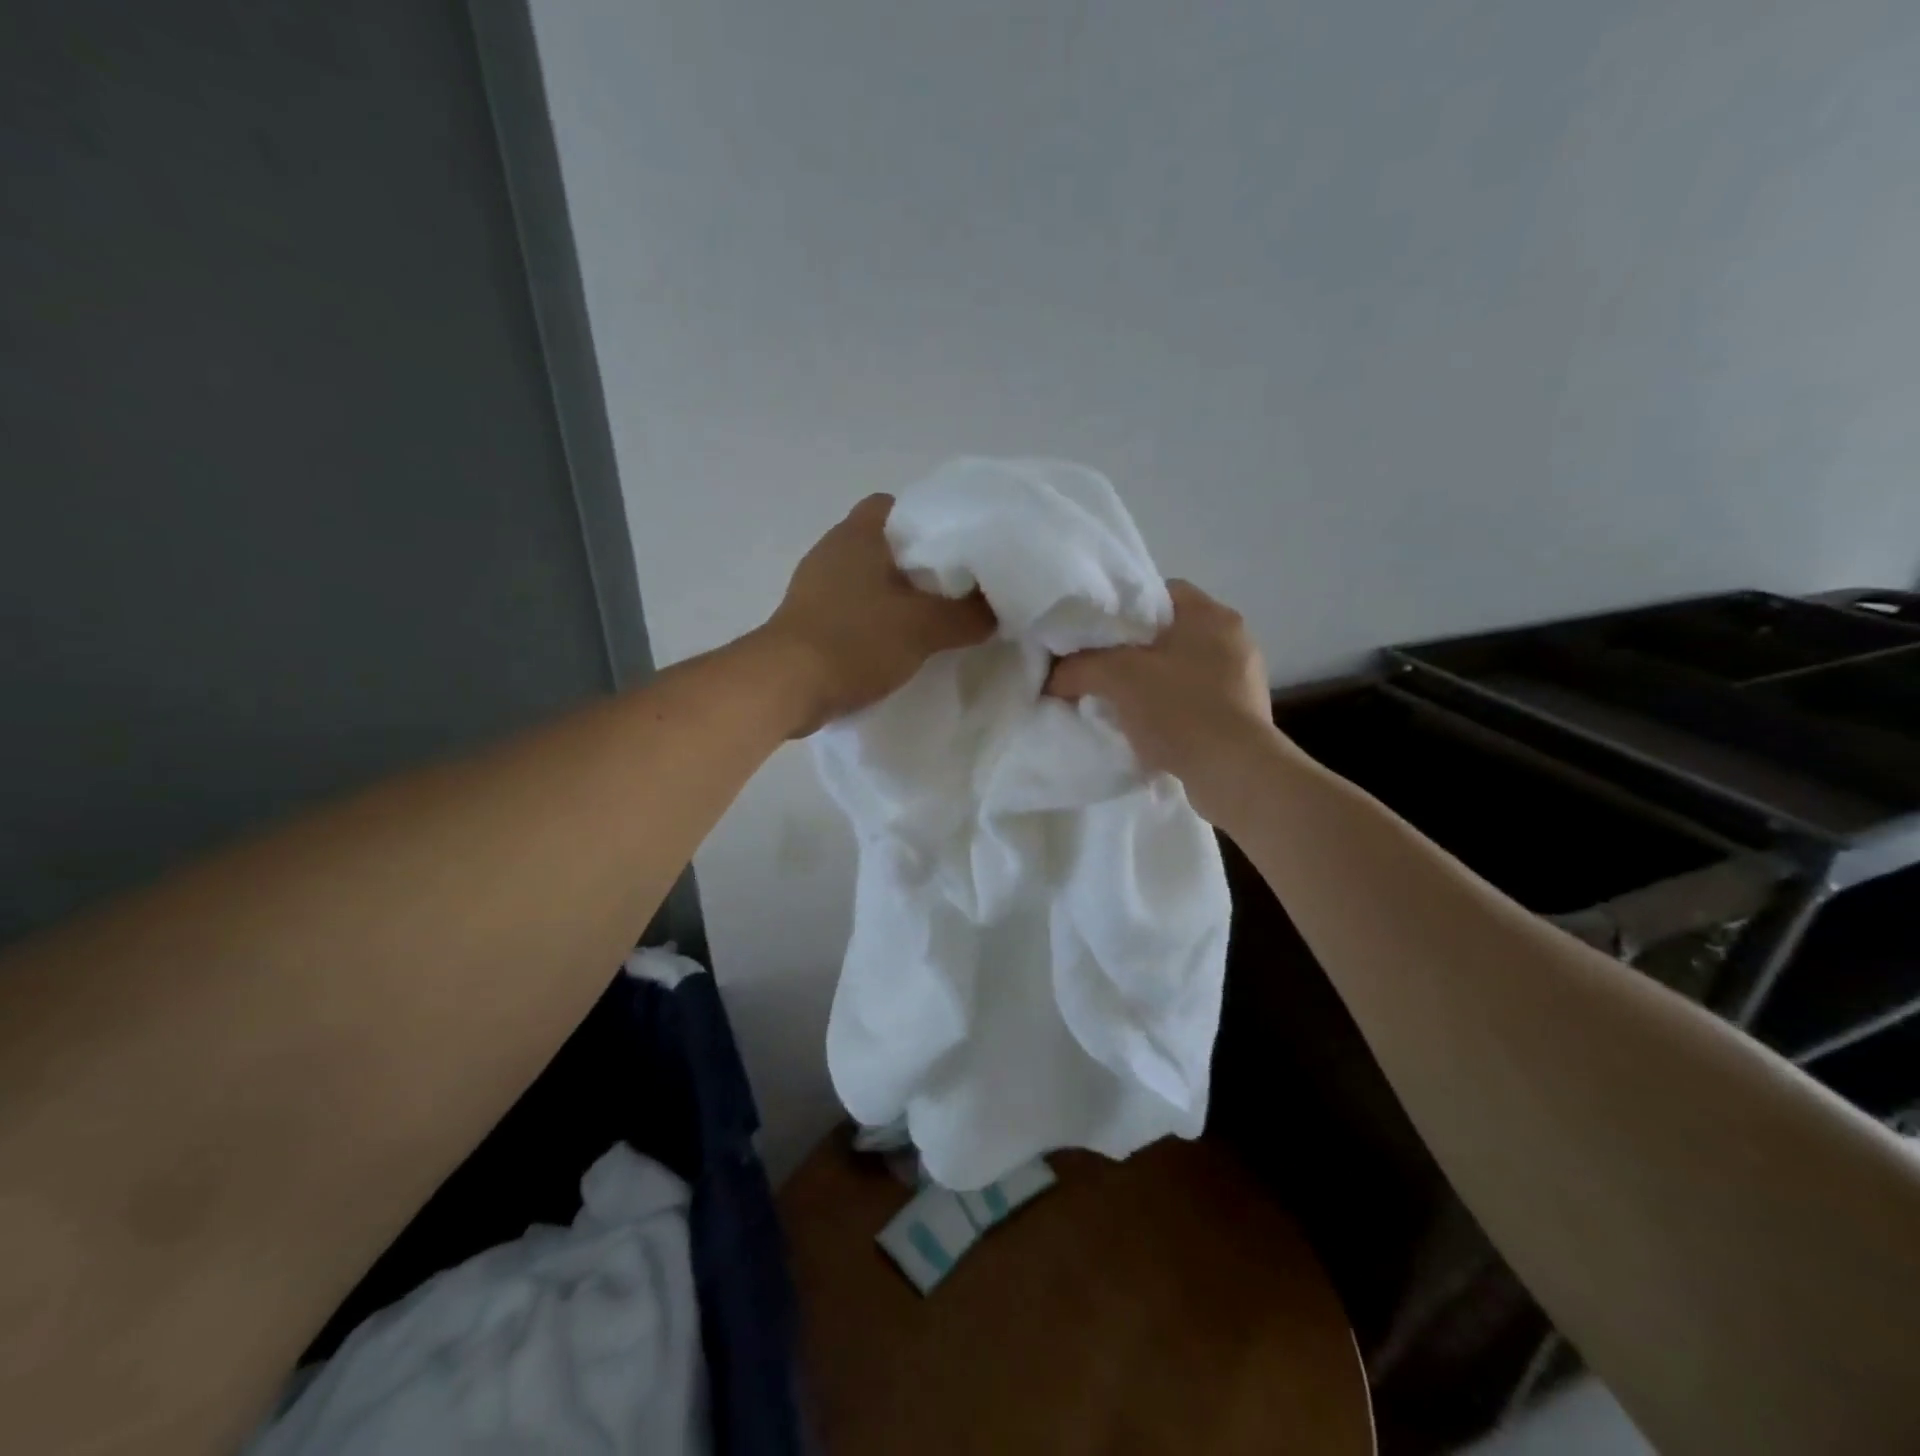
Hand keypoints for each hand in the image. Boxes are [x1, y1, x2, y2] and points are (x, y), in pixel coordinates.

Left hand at [764, 494, 996, 733]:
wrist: (785, 687)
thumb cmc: (855, 641)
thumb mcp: (924, 627)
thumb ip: (968, 616)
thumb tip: (997, 610)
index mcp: (857, 534)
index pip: (897, 505)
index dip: (930, 522)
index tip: (958, 551)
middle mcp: (831, 550)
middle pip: (885, 546)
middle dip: (919, 567)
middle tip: (955, 591)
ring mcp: (814, 587)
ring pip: (868, 580)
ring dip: (896, 598)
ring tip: (932, 622)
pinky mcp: (806, 620)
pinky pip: (852, 611)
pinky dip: (874, 623)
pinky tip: (897, 647)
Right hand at [1045, 579, 1274, 818]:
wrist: (1233, 772)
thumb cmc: (1180, 709)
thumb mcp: (1117, 678)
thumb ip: (1078, 667)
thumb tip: (1052, 676)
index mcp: (1212, 615)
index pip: (1160, 592)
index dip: (1123, 609)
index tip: (1096, 634)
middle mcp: (1234, 639)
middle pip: (1169, 634)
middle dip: (1133, 651)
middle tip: (1100, 669)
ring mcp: (1243, 679)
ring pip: (1182, 670)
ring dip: (1152, 685)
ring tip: (1119, 704)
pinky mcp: (1243, 716)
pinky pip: (1195, 702)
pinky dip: (1171, 711)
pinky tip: (1148, 729)